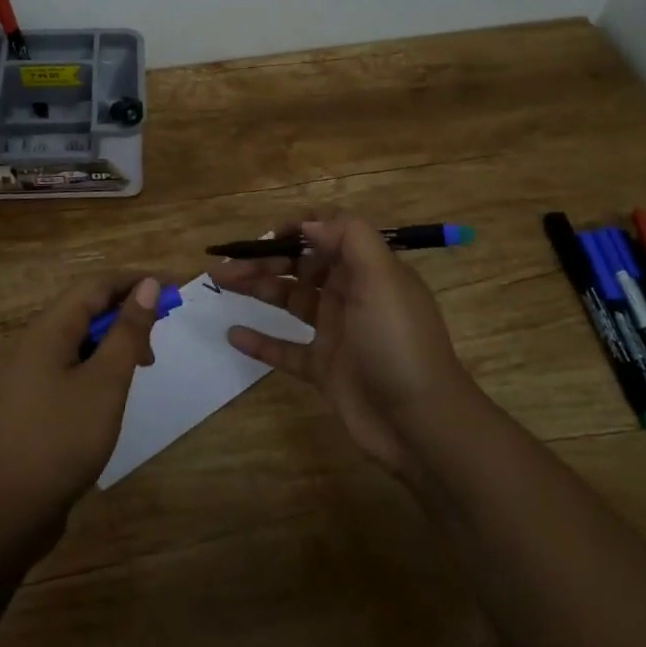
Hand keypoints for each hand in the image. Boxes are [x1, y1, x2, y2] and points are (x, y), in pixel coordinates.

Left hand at [0, 274, 163, 527]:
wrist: (7, 510)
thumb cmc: (61, 437)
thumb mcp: (105, 381)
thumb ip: (128, 331)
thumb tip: (148, 285)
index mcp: (52, 327)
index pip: (98, 284)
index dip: (137, 280)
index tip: (175, 288)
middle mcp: (40, 341)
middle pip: (89, 306)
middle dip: (129, 309)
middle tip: (163, 331)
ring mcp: (36, 372)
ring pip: (83, 337)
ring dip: (117, 339)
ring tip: (146, 363)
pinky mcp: (39, 401)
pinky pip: (76, 364)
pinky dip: (103, 365)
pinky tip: (117, 390)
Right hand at [221, 212, 469, 473]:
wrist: (422, 424)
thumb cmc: (399, 342)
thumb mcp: (382, 278)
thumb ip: (348, 237)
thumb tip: (308, 222)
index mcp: (366, 268)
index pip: (327, 233)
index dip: (296, 229)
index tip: (265, 237)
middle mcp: (350, 293)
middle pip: (300, 265)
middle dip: (264, 259)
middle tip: (227, 266)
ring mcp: (336, 331)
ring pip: (289, 299)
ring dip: (257, 287)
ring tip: (222, 283)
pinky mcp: (324, 368)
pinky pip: (286, 349)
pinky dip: (261, 341)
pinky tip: (234, 334)